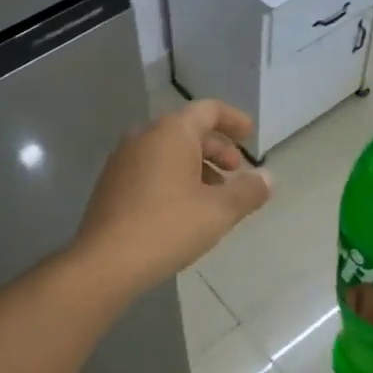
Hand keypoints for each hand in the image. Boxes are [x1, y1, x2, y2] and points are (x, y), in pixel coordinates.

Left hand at [74, 99, 272, 297]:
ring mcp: (122, 160)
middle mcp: (144, 136)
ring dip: (196, 165)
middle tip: (236, 171)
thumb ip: (248, 191)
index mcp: (171, 132)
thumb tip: (267, 179)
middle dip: (217, 148)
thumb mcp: (218, 211)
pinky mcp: (111, 184)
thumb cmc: (167, 227)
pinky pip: (151, 168)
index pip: (208, 110)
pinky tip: (184, 208)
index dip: (233, 120)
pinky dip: (174, 177)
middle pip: (188, 130)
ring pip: (168, 151)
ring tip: (214, 195)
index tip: (250, 135)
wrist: (104, 262)